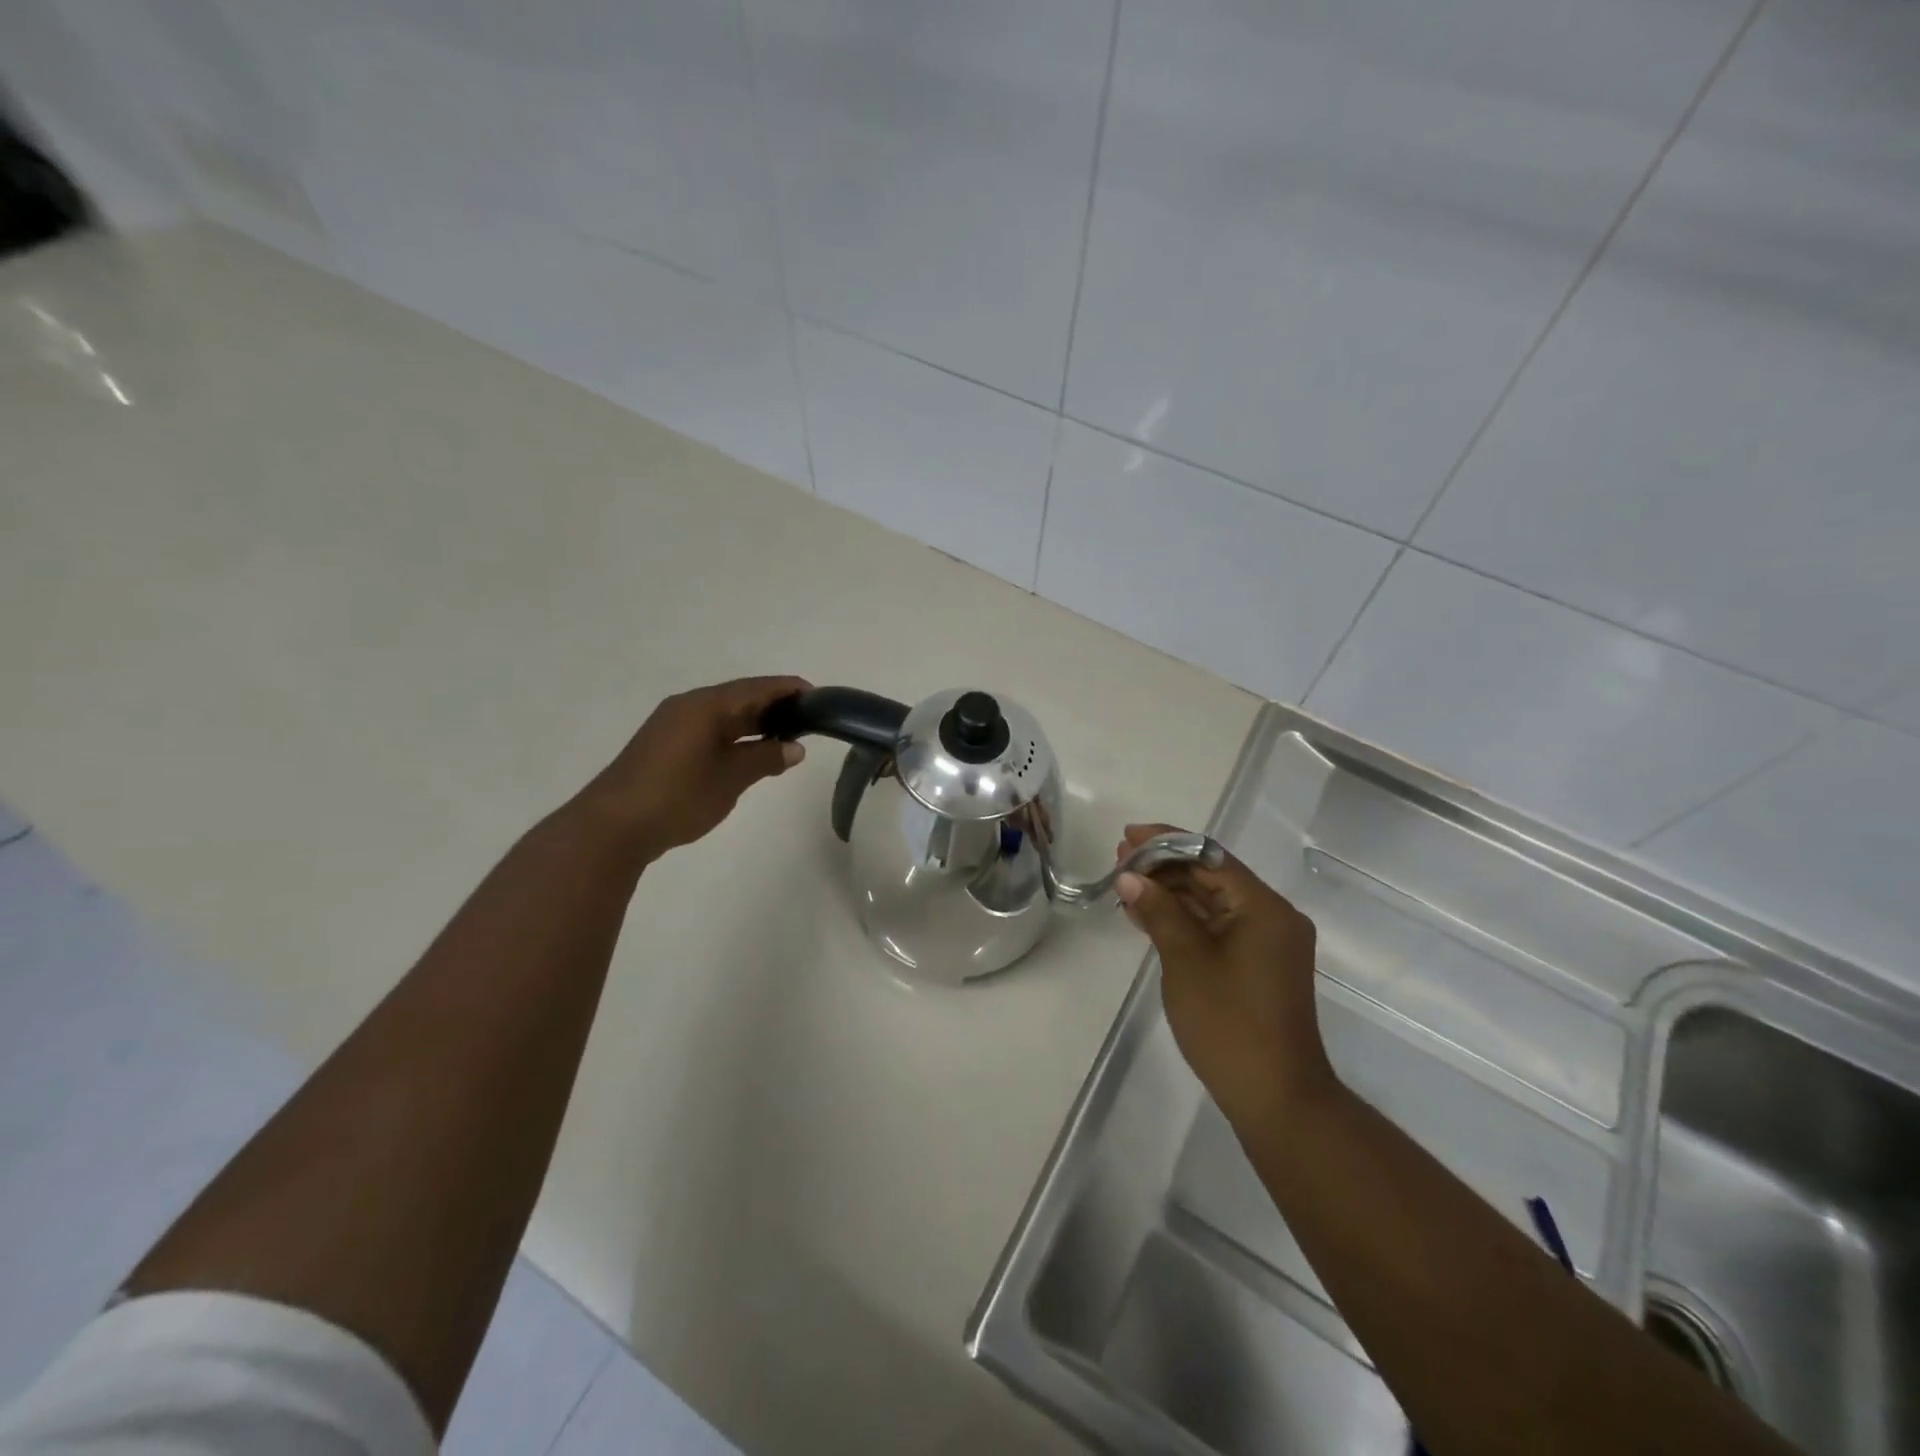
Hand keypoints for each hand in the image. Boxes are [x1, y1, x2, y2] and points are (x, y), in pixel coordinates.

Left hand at [576, 676, 810, 865]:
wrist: (613, 827)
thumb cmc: (678, 796)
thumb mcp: (730, 779)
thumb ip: (765, 759)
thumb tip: (795, 748)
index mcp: (706, 706)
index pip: (757, 688)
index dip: (789, 689)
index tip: (819, 698)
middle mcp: (689, 707)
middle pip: (741, 697)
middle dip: (775, 706)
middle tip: (809, 720)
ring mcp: (674, 726)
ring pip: (724, 715)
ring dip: (755, 724)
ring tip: (787, 738)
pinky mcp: (666, 746)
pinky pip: (710, 730)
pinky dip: (735, 737)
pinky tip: (751, 753)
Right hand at [1116, 824, 1335, 1124]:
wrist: (1276, 1097)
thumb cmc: (1230, 1022)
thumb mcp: (1186, 960)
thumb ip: (1159, 911)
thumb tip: (1129, 877)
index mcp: (1264, 907)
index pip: (1210, 856)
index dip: (1166, 842)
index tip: (1128, 837)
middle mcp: (1270, 917)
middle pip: (1211, 875)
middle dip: (1165, 866)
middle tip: (1119, 860)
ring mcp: (1264, 943)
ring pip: (1211, 902)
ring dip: (1170, 892)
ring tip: (1125, 883)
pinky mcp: (1255, 965)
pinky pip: (1215, 927)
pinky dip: (1183, 919)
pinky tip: (1147, 915)